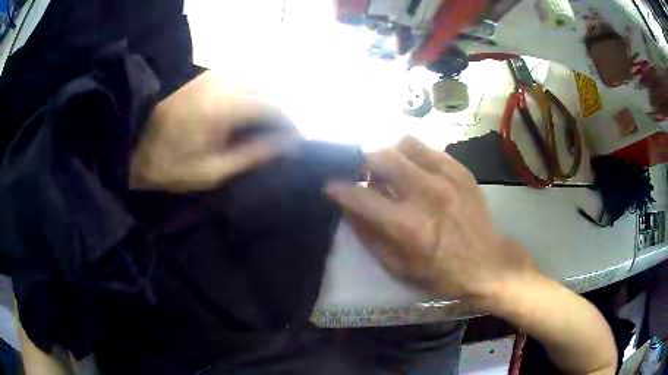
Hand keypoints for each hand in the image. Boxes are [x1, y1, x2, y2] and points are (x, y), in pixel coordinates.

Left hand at [130, 71, 297, 192]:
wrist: (134, 142)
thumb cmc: (169, 164)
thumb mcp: (211, 171)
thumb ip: (251, 155)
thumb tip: (286, 146)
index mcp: (224, 107)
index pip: (273, 107)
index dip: (290, 125)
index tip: (297, 144)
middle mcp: (224, 82)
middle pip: (269, 90)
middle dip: (282, 113)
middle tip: (283, 138)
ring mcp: (215, 75)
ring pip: (258, 81)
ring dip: (268, 102)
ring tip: (267, 127)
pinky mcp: (207, 75)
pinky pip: (242, 79)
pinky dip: (253, 94)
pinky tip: (247, 113)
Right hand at [326, 136, 537, 300]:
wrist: (488, 264)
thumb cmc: (441, 274)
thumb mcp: (399, 268)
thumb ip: (369, 236)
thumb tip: (349, 209)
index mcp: (407, 225)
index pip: (361, 196)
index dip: (339, 189)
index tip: (330, 185)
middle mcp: (425, 193)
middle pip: (381, 157)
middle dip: (364, 162)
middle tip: (365, 175)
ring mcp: (446, 177)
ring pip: (405, 143)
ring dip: (390, 154)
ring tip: (392, 170)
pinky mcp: (461, 171)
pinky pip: (429, 149)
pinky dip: (415, 156)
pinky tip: (417, 172)